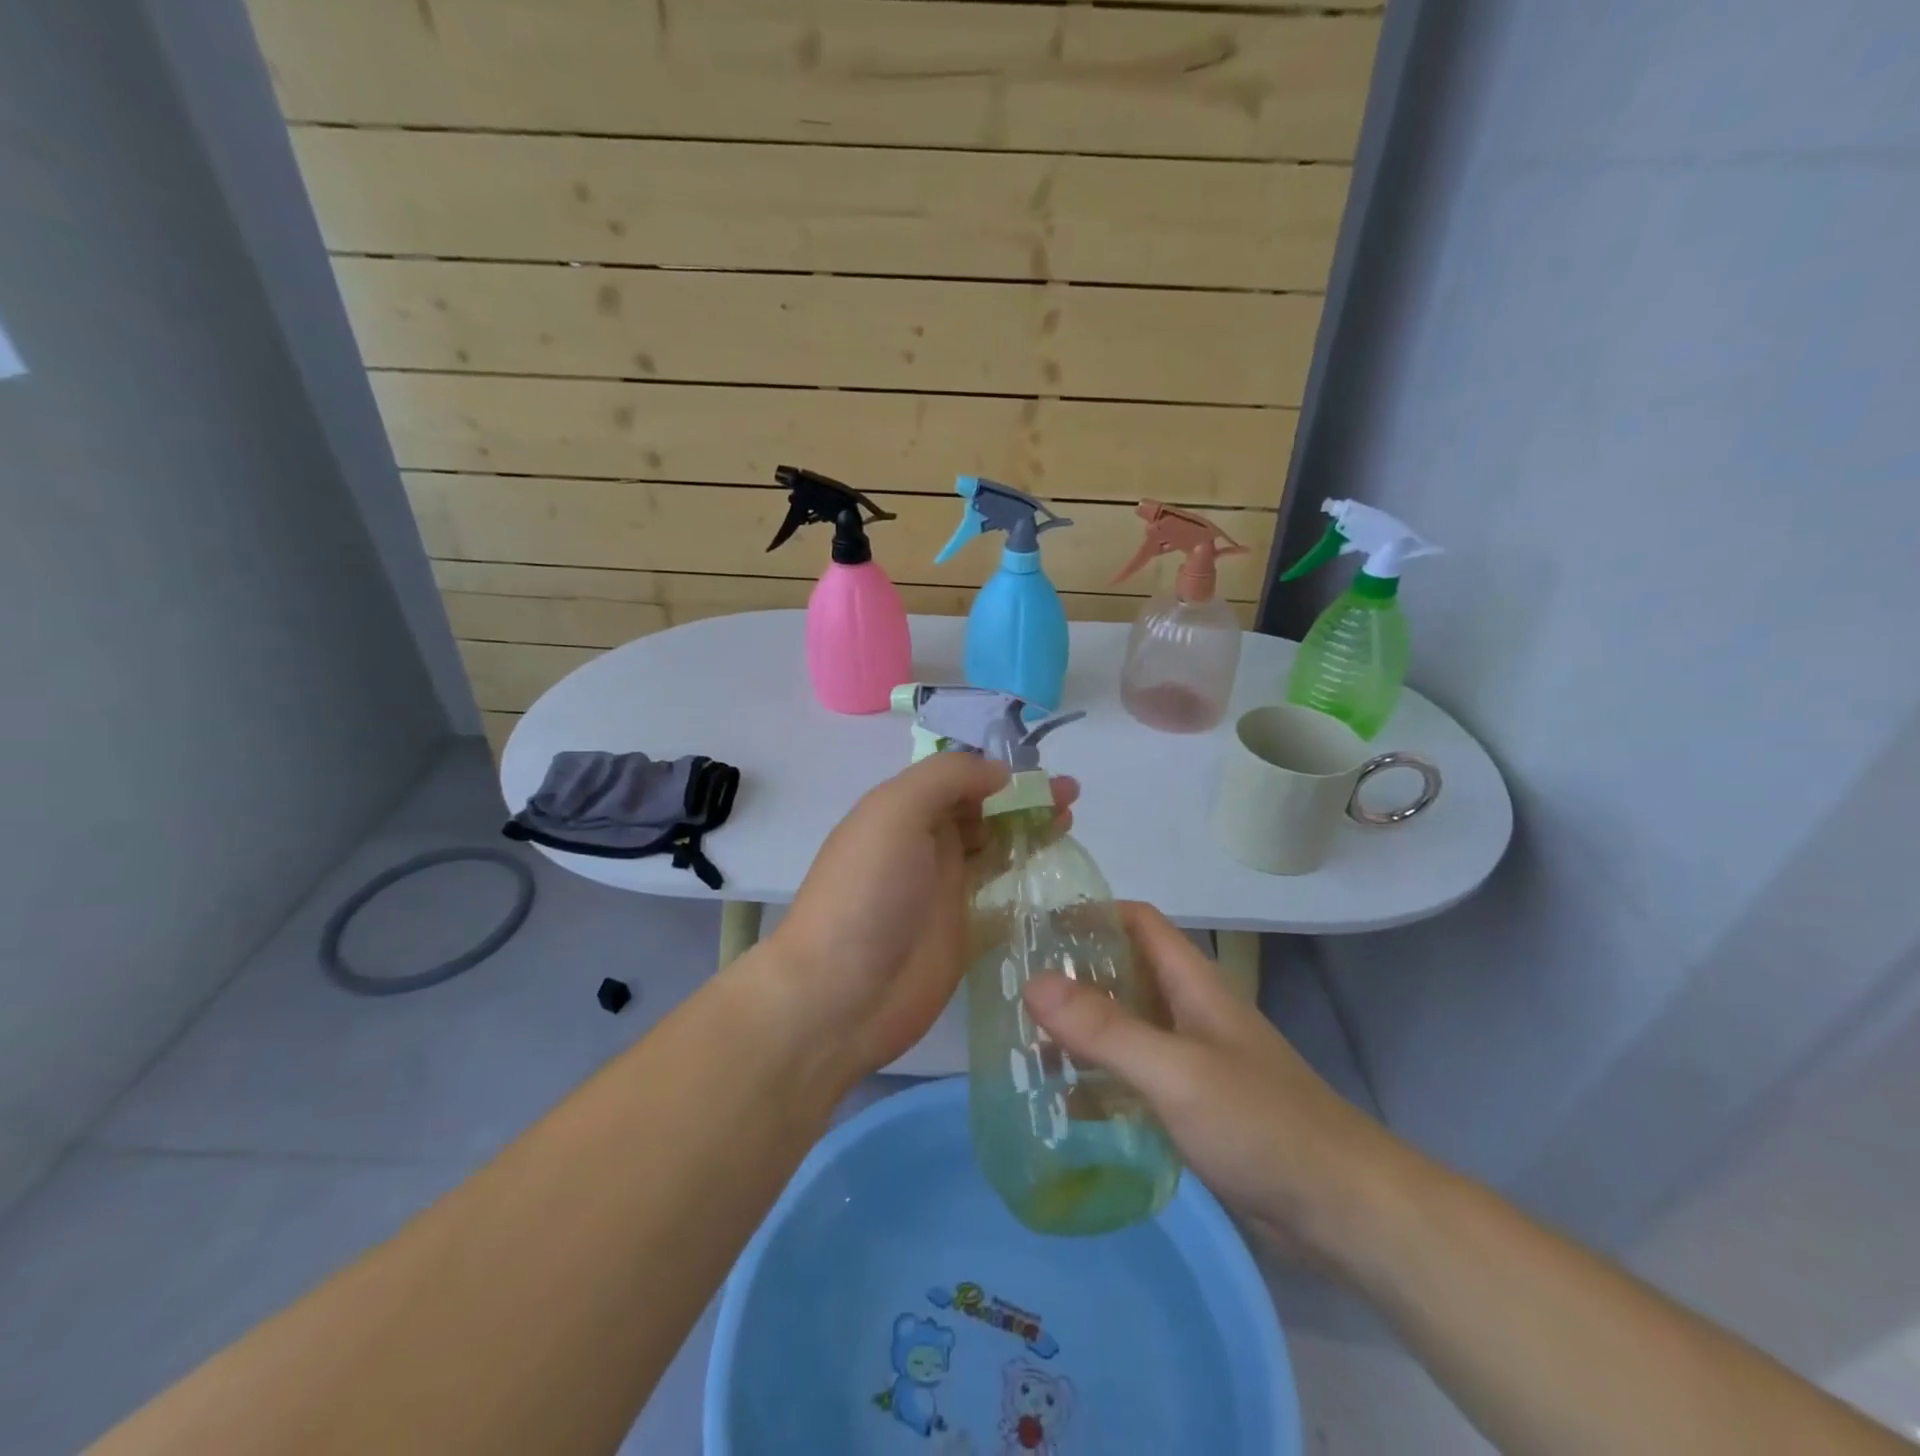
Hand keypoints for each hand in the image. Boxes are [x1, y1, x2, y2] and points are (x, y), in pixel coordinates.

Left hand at [759, 753, 1077, 1083]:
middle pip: (982, 810)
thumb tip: (998, 772)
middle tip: (1071, 796)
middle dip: (1023, 798)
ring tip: (1070, 821)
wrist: (841, 995)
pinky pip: (1001, 894)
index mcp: (903, 811)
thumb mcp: (894, 813)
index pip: (958, 777)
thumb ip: (946, 779)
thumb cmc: (865, 893)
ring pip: (995, 847)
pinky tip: (1057, 873)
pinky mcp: (963, 930)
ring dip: (1030, 831)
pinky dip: (1026, 878)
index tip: (1041, 772)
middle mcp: (925, 843)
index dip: (999, 769)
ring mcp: (945, 888)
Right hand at [1023, 902, 1401, 1273]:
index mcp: (1193, 984)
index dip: (1092, 914)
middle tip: (1014, 988)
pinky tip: (1064, 1103)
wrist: (1343, 1211)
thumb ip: (1105, 1029)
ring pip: (1128, 1029)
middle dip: (1075, 975)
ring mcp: (1194, 1062)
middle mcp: (1190, 1013)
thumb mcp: (1175, 1071)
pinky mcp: (1195, 1109)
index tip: (1036, 926)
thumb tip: (1032, 983)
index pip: (1138, 922)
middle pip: (1126, 974)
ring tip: (1026, 1043)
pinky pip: (1136, 1080)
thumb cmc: (1261, 1123)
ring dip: (1083, 1030)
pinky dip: (1101, 1081)